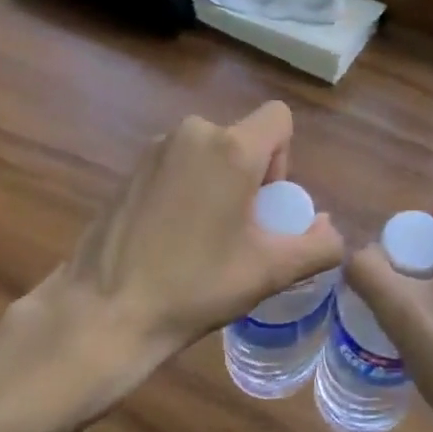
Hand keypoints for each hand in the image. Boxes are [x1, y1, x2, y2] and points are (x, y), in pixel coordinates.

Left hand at [5, 102, 342, 386]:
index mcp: (232, 148)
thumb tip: (330, 229)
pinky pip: (179, 162)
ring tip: (203, 236)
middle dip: (251, 175)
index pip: (279, 117)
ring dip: (218, 181)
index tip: (265, 204)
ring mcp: (156, 148)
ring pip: (210, 151)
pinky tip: (170, 235)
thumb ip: (317, 246)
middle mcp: (194, 133)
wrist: (103, 313)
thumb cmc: (194, 287)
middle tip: (238, 230)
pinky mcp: (131, 167)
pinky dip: (188, 186)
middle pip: (244, 138)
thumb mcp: (268, 272)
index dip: (284, 157)